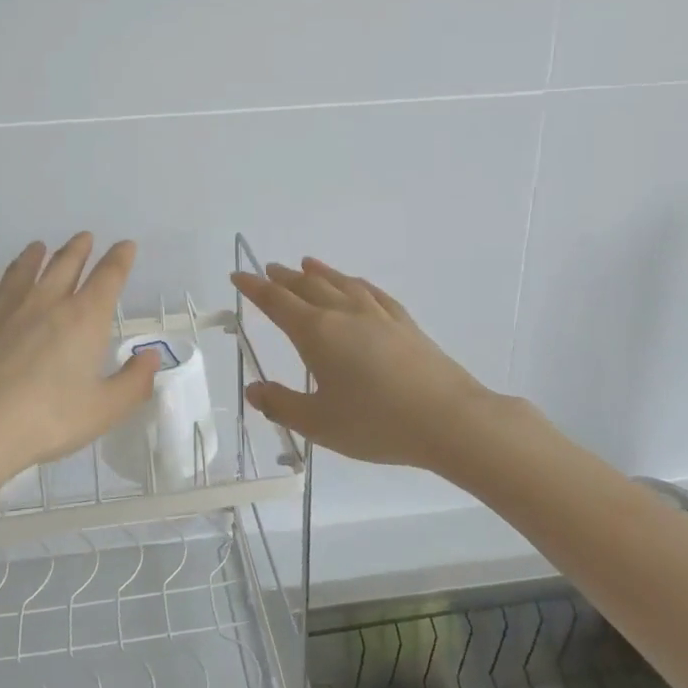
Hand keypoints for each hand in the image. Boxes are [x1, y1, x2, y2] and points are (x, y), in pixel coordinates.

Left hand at [0, 234, 160, 494]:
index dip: (120, 258)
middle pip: (65, 264)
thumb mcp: (104, 410)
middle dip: (79, 249)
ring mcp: (3, 308)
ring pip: (22, 271)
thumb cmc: (46, 420)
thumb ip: (134, 382)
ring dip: (33, 256)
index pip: (109, 276)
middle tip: (84, 238)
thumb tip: (152, 356)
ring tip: (38, 247)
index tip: (125, 245)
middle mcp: (45, 302)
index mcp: (84, 318)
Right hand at [231, 257, 498, 472]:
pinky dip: (354, 282)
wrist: (449, 419)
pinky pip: (371, 292)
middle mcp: (344, 314)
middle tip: (267, 270)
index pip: (276, 302)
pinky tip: (355, 284)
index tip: (238, 276)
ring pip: (340, 283)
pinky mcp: (404, 323)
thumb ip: (281, 404)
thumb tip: (253, 389)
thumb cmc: (377, 423)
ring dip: (319, 273)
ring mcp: (377, 314)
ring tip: (305, 264)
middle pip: (307, 287)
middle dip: (282, 278)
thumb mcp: (319, 423)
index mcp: (317, 333)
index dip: (254, 288)